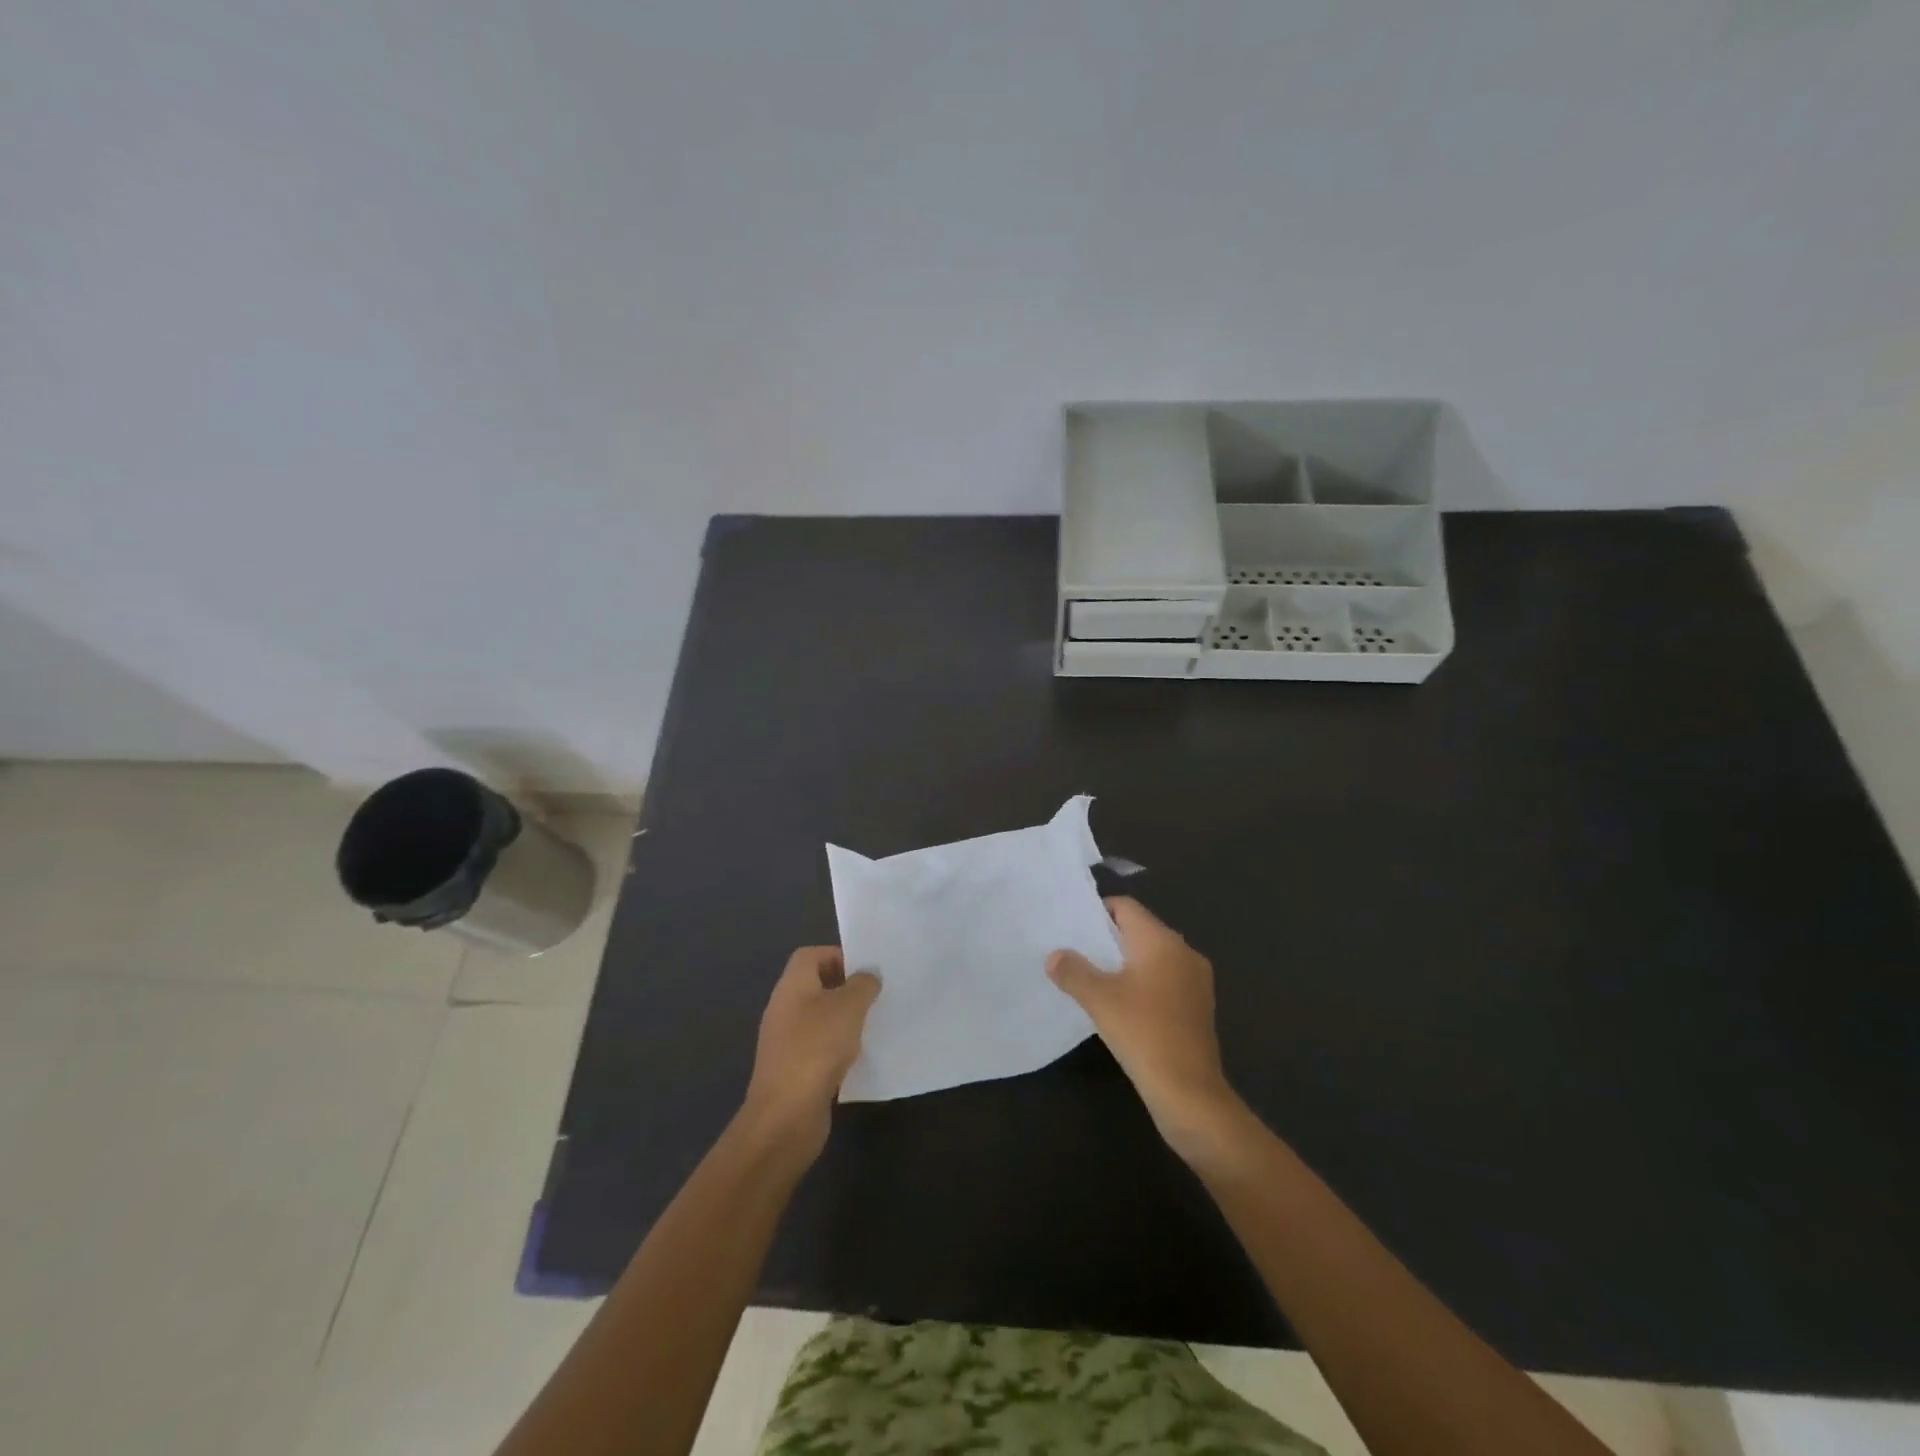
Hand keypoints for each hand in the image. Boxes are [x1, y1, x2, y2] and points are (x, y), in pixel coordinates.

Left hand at [742, 947, 880, 1162]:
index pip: (810, 955)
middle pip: (815, 985)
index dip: (837, 955)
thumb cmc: (817, 1048)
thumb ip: (862, 984)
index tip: (865, 970)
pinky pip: (818, 1046)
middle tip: (875, 996)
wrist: (786, 1115)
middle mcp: (784, 1008)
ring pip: (818, 1017)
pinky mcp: (793, 1069)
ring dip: (843, 1019)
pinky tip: (859, 1056)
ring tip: (872, 1024)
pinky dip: (838, 1047)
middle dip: (845, 988)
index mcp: (792, 986)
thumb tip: (868, 975)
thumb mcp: (849, 1007)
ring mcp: (786, 1040)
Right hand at [1047, 898, 1240, 1161]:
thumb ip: (1073, 971)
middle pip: (1140, 930)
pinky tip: (1121, 1004)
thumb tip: (1054, 956)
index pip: (1126, 907)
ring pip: (1153, 957)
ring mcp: (1196, 980)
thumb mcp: (1099, 1000)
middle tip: (1076, 950)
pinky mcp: (1198, 1006)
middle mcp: (1184, 952)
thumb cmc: (1143, 1033)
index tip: (1073, 926)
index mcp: (1162, 941)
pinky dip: (1142, 983)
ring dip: (1125, 963)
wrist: (1189, 1092)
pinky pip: (1164, 979)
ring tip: (1093, 977)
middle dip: (1109, 938)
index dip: (1098, 911)